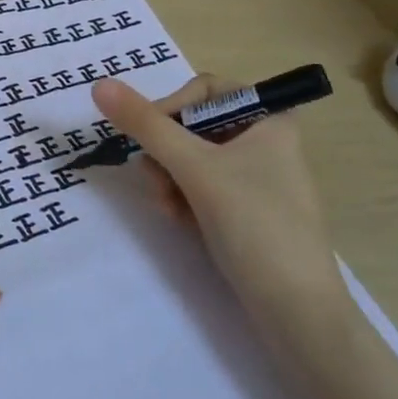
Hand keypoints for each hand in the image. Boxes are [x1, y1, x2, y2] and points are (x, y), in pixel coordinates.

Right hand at [91, 76, 343, 332]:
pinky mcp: (247, 210)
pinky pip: (202, 187)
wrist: (298, 314)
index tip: (151, 134)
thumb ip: (145, 124)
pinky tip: (179, 221)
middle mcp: (265, 141)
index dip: (172, 106)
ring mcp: (257, 178)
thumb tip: (99, 84)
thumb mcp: (194, 168)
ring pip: (192, 158)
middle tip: (155, 178)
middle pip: (193, 125)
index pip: (206, 88)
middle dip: (166, 152)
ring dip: (169, 178)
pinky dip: (183, 198)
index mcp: (270, 118)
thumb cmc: (255, 225)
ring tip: (168, 207)